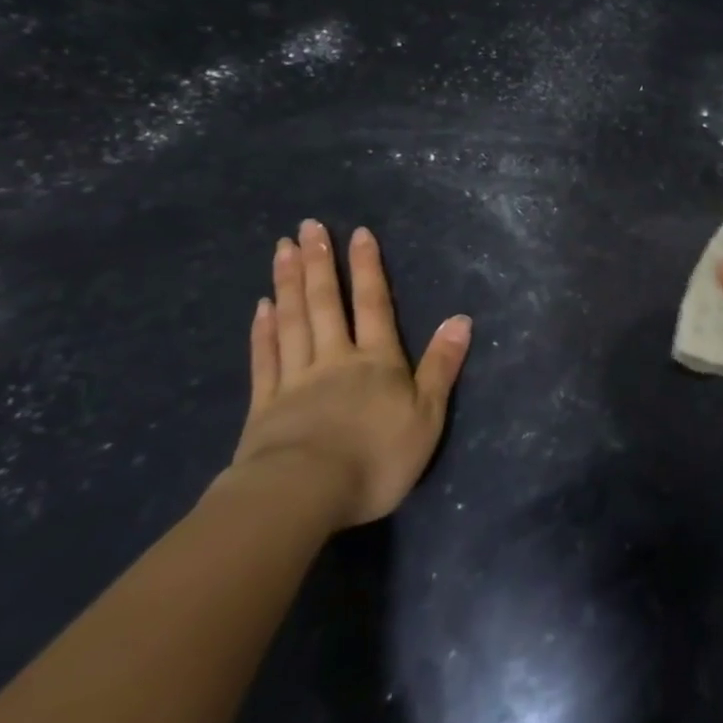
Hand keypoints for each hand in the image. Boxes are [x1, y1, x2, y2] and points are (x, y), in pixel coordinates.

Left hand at [225, 219, 471, 528]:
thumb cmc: (376, 457)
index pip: (374, 304)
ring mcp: (295, 380)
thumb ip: (442, 365)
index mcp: (377, 361)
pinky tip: (261, 307)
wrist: (302, 495)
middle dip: (320, 262)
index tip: (358, 232)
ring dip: (289, 283)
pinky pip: (265, 358)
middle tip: (308, 226)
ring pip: (292, 321)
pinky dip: (263, 330)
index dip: (368, 268)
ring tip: (282, 249)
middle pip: (326, 303)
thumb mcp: (427, 416)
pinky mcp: (265, 406)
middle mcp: (335, 359)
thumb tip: (461, 318)